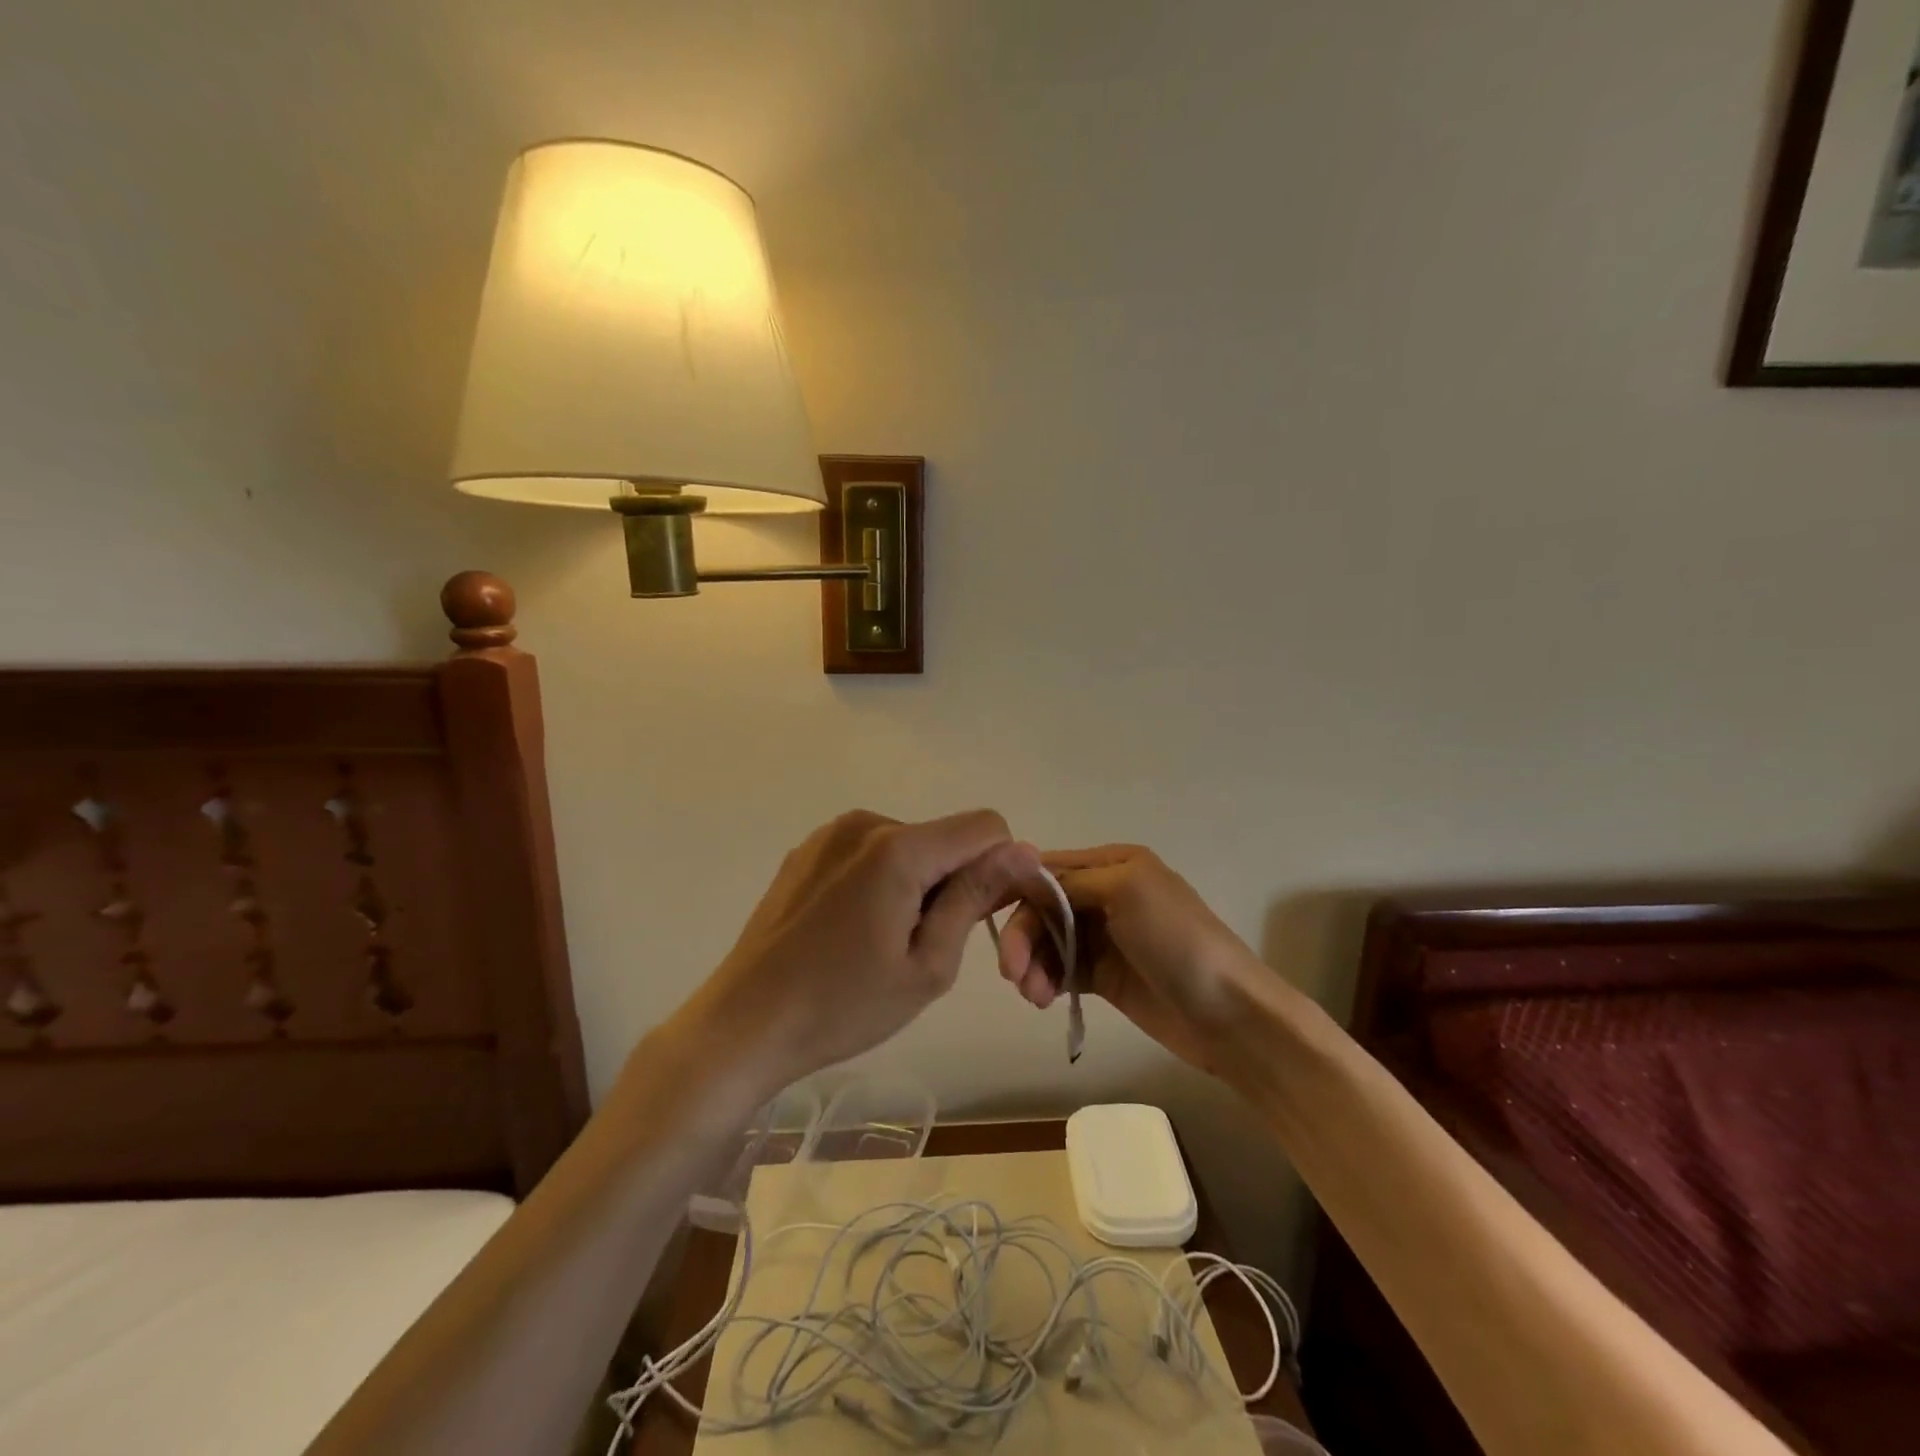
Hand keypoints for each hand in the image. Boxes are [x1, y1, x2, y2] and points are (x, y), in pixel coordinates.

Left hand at [681, 810, 1038, 1092]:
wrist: (743, 1024)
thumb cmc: (843, 1006)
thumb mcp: (927, 965)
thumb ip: (975, 898)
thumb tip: (1023, 851)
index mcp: (898, 847)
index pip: (985, 827)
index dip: (999, 867)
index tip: (982, 916)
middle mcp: (864, 823)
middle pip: (943, 838)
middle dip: (951, 881)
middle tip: (922, 947)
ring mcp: (829, 834)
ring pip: (907, 845)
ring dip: (914, 883)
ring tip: (880, 942)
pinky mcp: (806, 851)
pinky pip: (868, 852)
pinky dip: (879, 881)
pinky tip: (849, 930)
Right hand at [995, 845, 1260, 1074]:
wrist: (1228, 1014)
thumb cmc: (1177, 940)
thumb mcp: (1126, 890)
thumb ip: (1071, 880)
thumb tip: (1023, 873)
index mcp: (1113, 863)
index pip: (1048, 869)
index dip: (1016, 889)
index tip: (986, 915)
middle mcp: (1104, 893)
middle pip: (1043, 908)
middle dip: (1023, 936)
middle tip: (1012, 973)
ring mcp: (1104, 937)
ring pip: (1047, 941)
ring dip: (1031, 964)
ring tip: (1033, 995)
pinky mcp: (1103, 975)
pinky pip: (1060, 970)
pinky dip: (1046, 981)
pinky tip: (1044, 999)